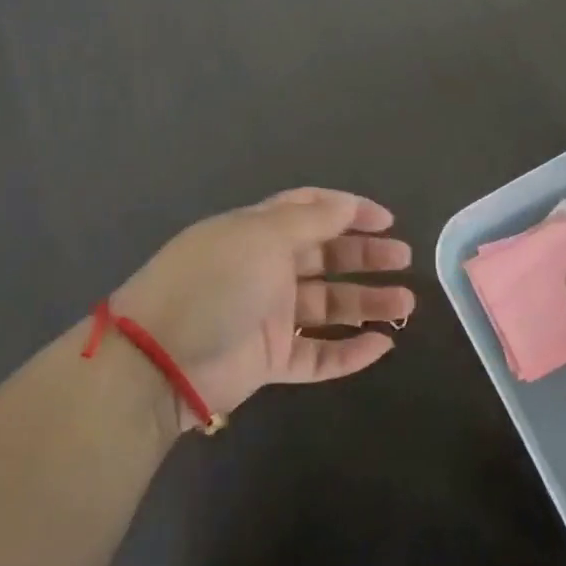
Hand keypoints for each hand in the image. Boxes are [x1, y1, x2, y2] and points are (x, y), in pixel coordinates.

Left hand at [110, 188, 416, 426]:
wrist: (158, 361)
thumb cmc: (215, 282)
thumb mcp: (262, 236)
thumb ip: (310, 220)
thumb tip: (347, 205)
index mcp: (259, 231)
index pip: (310, 211)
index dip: (349, 211)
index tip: (386, 220)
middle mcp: (265, 268)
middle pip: (326, 257)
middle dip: (366, 256)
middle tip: (404, 260)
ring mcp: (267, 315)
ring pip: (329, 305)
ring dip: (368, 303)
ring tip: (406, 305)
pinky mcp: (269, 359)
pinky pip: (317, 354)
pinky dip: (349, 352)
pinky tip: (382, 346)